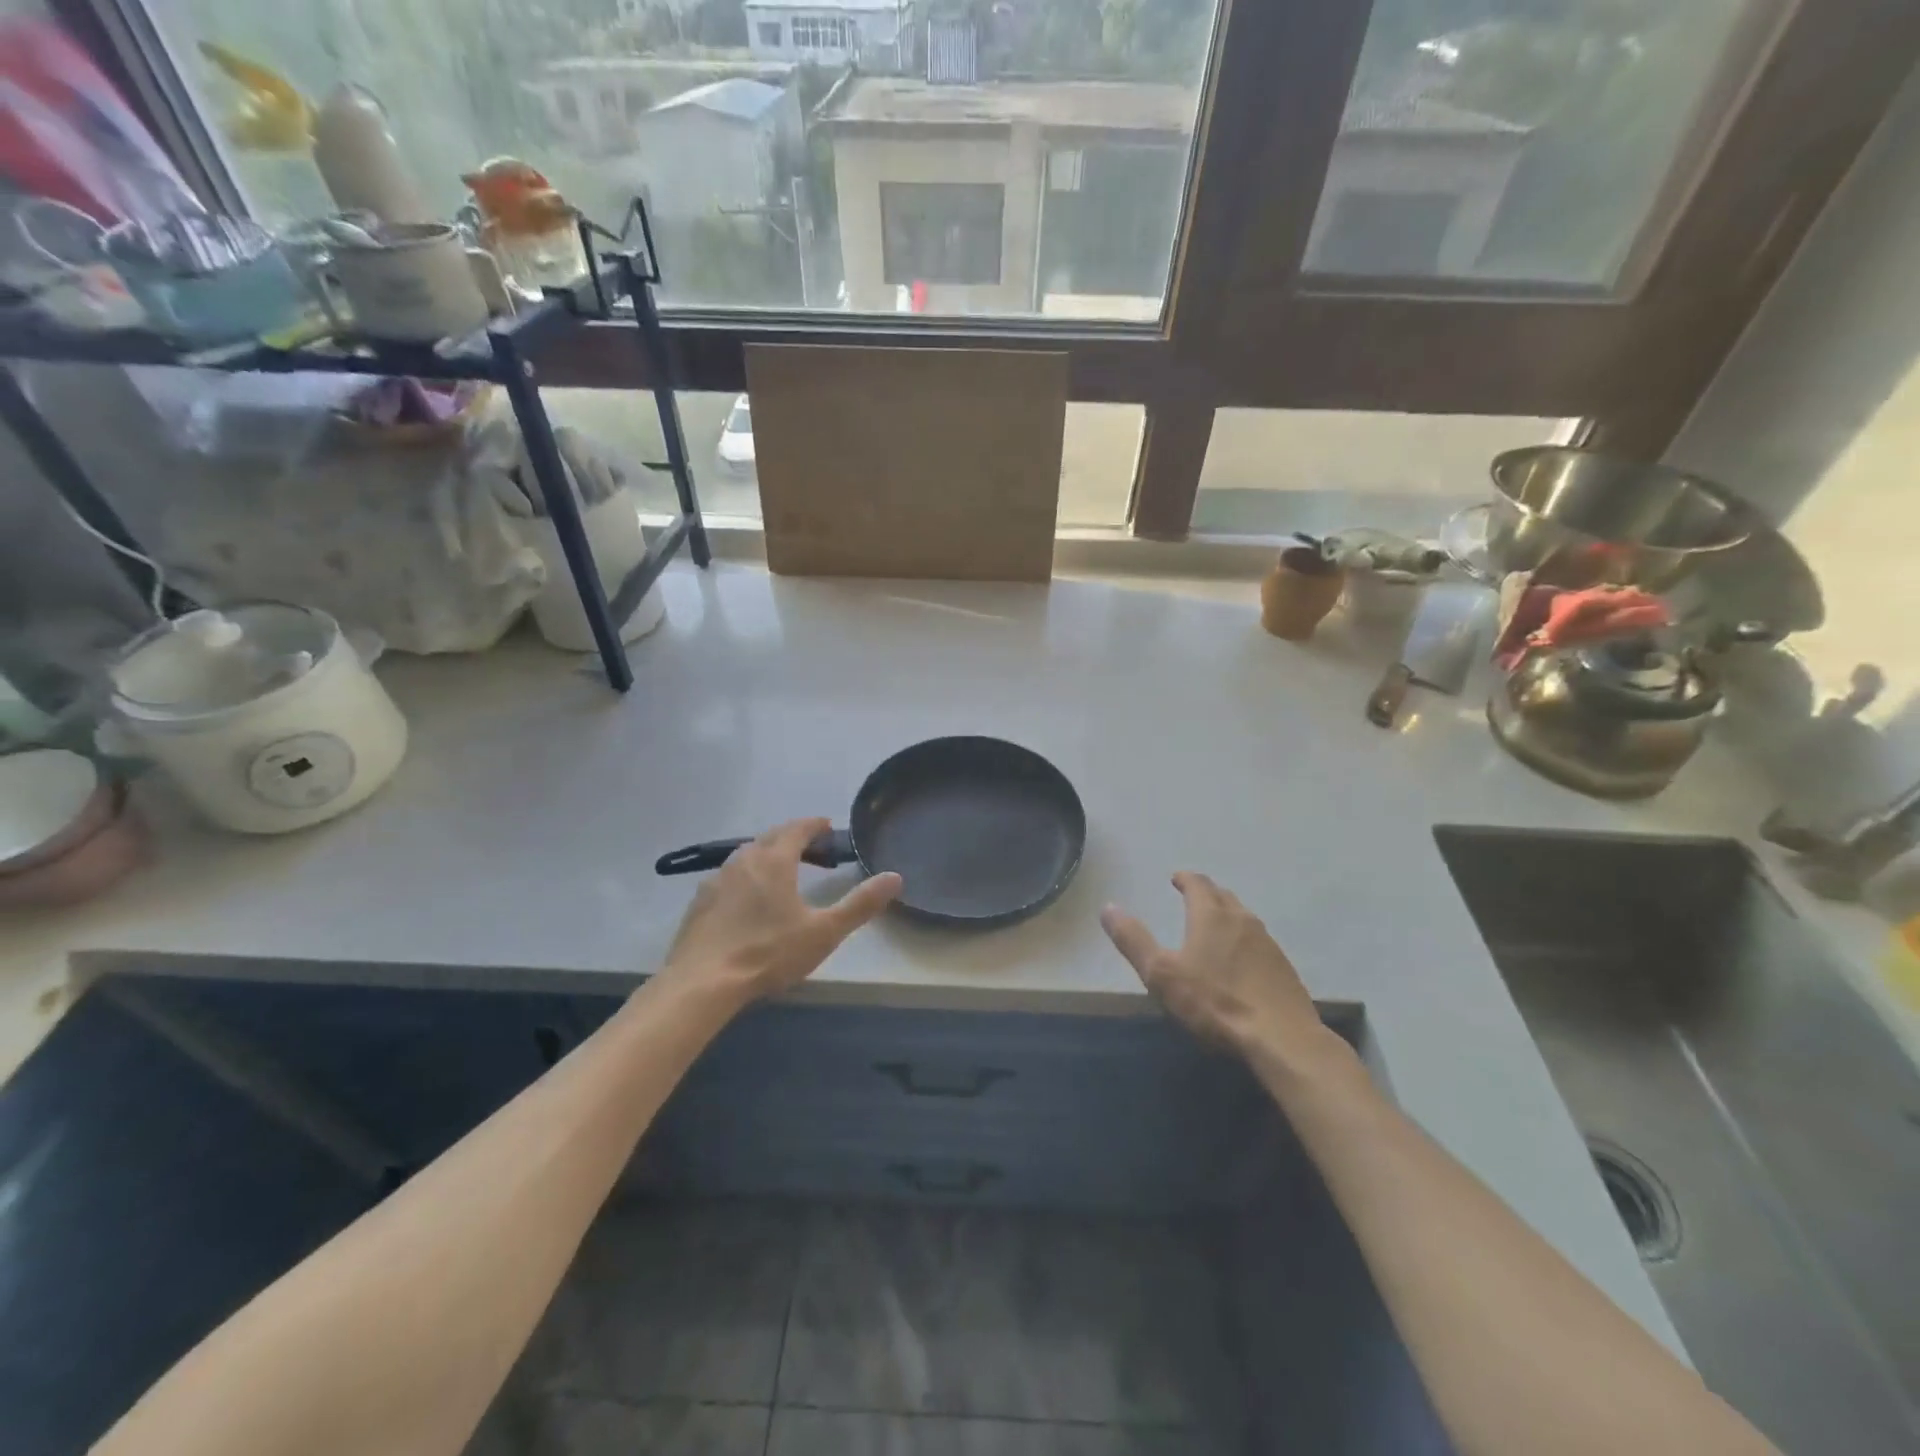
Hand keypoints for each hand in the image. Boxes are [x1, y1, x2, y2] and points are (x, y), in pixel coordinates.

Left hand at [662, 818, 901, 1002]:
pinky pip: (728, 877)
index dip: (814, 825)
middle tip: (812, 850)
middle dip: (793, 838)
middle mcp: (744, 860)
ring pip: (747, 856)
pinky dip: (746, 877)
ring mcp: (717, 880)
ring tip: (782, 872)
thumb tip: (895, 877)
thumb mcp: (824, 931)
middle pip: (771, 838)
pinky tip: (748, 900)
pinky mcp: (700, 902)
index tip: (827, 826)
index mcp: (774, 860)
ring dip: (767, 856)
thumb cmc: (768, 952)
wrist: (702, 983)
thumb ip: (860, 904)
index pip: (797, 828)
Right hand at [1101, 873, 1336, 1071]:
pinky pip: (1259, 942)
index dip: (1185, 878)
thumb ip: (1133, 939)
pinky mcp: (1284, 968)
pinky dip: (1244, 940)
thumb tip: (1108, 907)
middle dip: (1206, 893)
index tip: (1176, 878)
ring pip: (1244, 918)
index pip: (1197, 884)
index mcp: (1211, 915)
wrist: (1281, 1038)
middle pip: (1223, 896)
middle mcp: (1242, 920)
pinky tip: (1241, 960)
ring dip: (1227, 914)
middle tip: (1193, 896)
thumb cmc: (1214, 1002)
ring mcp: (1268, 944)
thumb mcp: (1160, 973)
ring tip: (1215, 924)